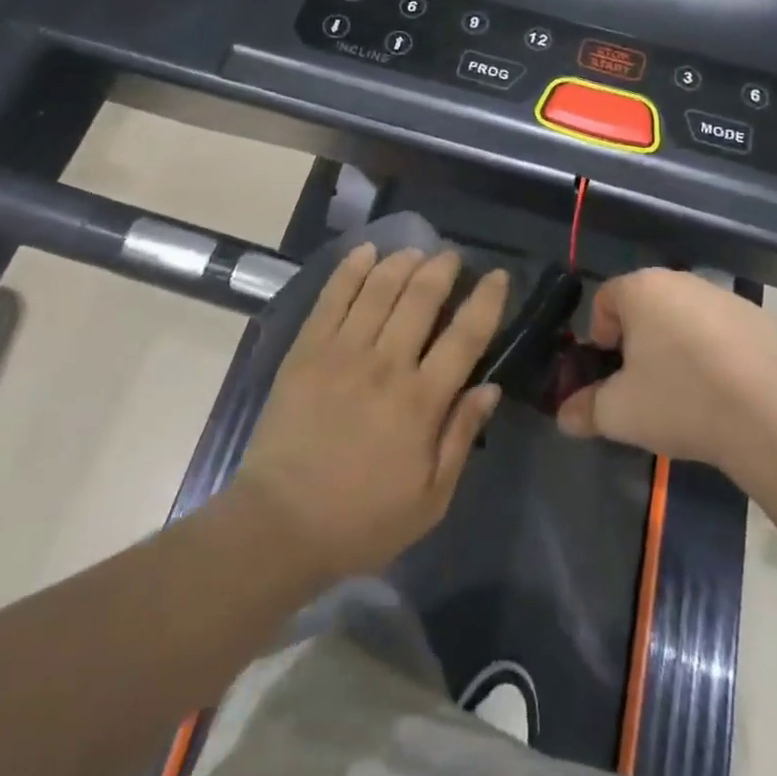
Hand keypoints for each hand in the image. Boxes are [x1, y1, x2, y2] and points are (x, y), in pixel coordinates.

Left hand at [233, 244, 507, 581]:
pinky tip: (366, 251)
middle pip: (421, 297)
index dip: (486, 300)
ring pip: (379, 287)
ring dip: (402, 262)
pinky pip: (333, 296)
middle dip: (442, 268)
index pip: (466, 335)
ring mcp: (342, 351)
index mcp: (421, 402)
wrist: (280, 524)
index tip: (496, 275)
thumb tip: (490, 387)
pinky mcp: (307, 348)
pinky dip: (352, 268)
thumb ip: (461, 436)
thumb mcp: (430, 499)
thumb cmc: (362, 519)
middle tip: (450, 257)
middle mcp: (386, 364)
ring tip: (415, 252)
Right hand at [557, 268, 776, 473]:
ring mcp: (725, 296)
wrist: (766, 419)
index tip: (610, 370)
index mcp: (641, 289)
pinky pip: (724, 330)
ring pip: (686, 315)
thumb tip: (564, 417)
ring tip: (686, 388)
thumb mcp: (619, 413)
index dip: (600, 334)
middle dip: (639, 337)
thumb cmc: (678, 400)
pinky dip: (717, 350)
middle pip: (646, 304)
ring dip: (678, 342)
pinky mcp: (760, 319)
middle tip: (643, 381)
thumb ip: (584, 409)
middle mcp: (681, 280)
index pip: (605, 298)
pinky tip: (724, 388)